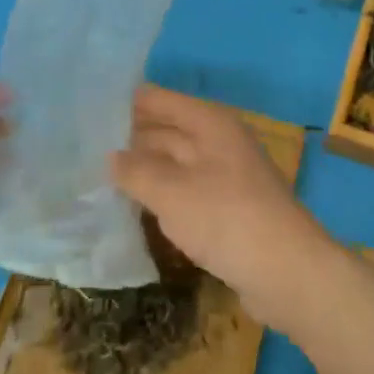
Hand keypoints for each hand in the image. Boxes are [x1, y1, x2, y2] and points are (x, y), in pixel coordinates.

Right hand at [110, 86, 332, 326]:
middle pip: (169, 130)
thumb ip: (136, 171)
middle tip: (86, 145)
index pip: (161, 101)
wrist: (287, 272)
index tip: (90, 105)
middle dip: (132, 136)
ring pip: (176, 163)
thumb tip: (111, 157)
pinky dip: (162, 195)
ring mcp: (227, 176)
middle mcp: (220, 142)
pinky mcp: (229, 209)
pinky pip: (186, 191)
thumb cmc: (226, 218)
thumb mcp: (171, 192)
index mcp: (210, 123)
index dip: (128, 101)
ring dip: (145, 168)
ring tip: (100, 174)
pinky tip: (136, 206)